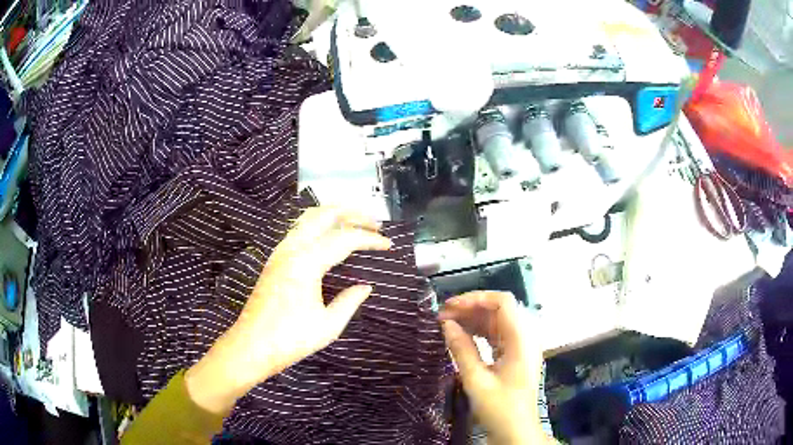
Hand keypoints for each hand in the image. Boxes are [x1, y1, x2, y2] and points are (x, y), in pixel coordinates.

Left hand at [185, 207, 390, 414]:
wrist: (251, 346)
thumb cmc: (290, 339)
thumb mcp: (328, 326)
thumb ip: (349, 301)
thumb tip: (366, 287)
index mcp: (306, 263)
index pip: (344, 239)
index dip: (369, 239)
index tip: (388, 244)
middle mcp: (291, 249)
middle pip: (323, 214)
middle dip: (352, 213)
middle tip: (374, 223)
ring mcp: (280, 252)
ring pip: (308, 218)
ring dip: (333, 215)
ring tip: (355, 223)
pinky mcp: (274, 259)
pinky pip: (299, 230)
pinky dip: (318, 225)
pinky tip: (328, 237)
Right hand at [439, 291, 551, 444]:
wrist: (516, 431)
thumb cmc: (499, 408)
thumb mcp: (476, 380)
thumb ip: (461, 349)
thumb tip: (446, 324)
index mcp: (521, 340)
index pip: (503, 302)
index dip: (476, 298)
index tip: (450, 306)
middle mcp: (524, 338)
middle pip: (499, 310)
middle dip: (471, 308)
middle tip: (442, 316)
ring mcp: (521, 347)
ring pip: (497, 322)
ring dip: (473, 320)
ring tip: (446, 324)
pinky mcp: (515, 356)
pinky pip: (497, 336)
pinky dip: (479, 333)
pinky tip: (461, 336)